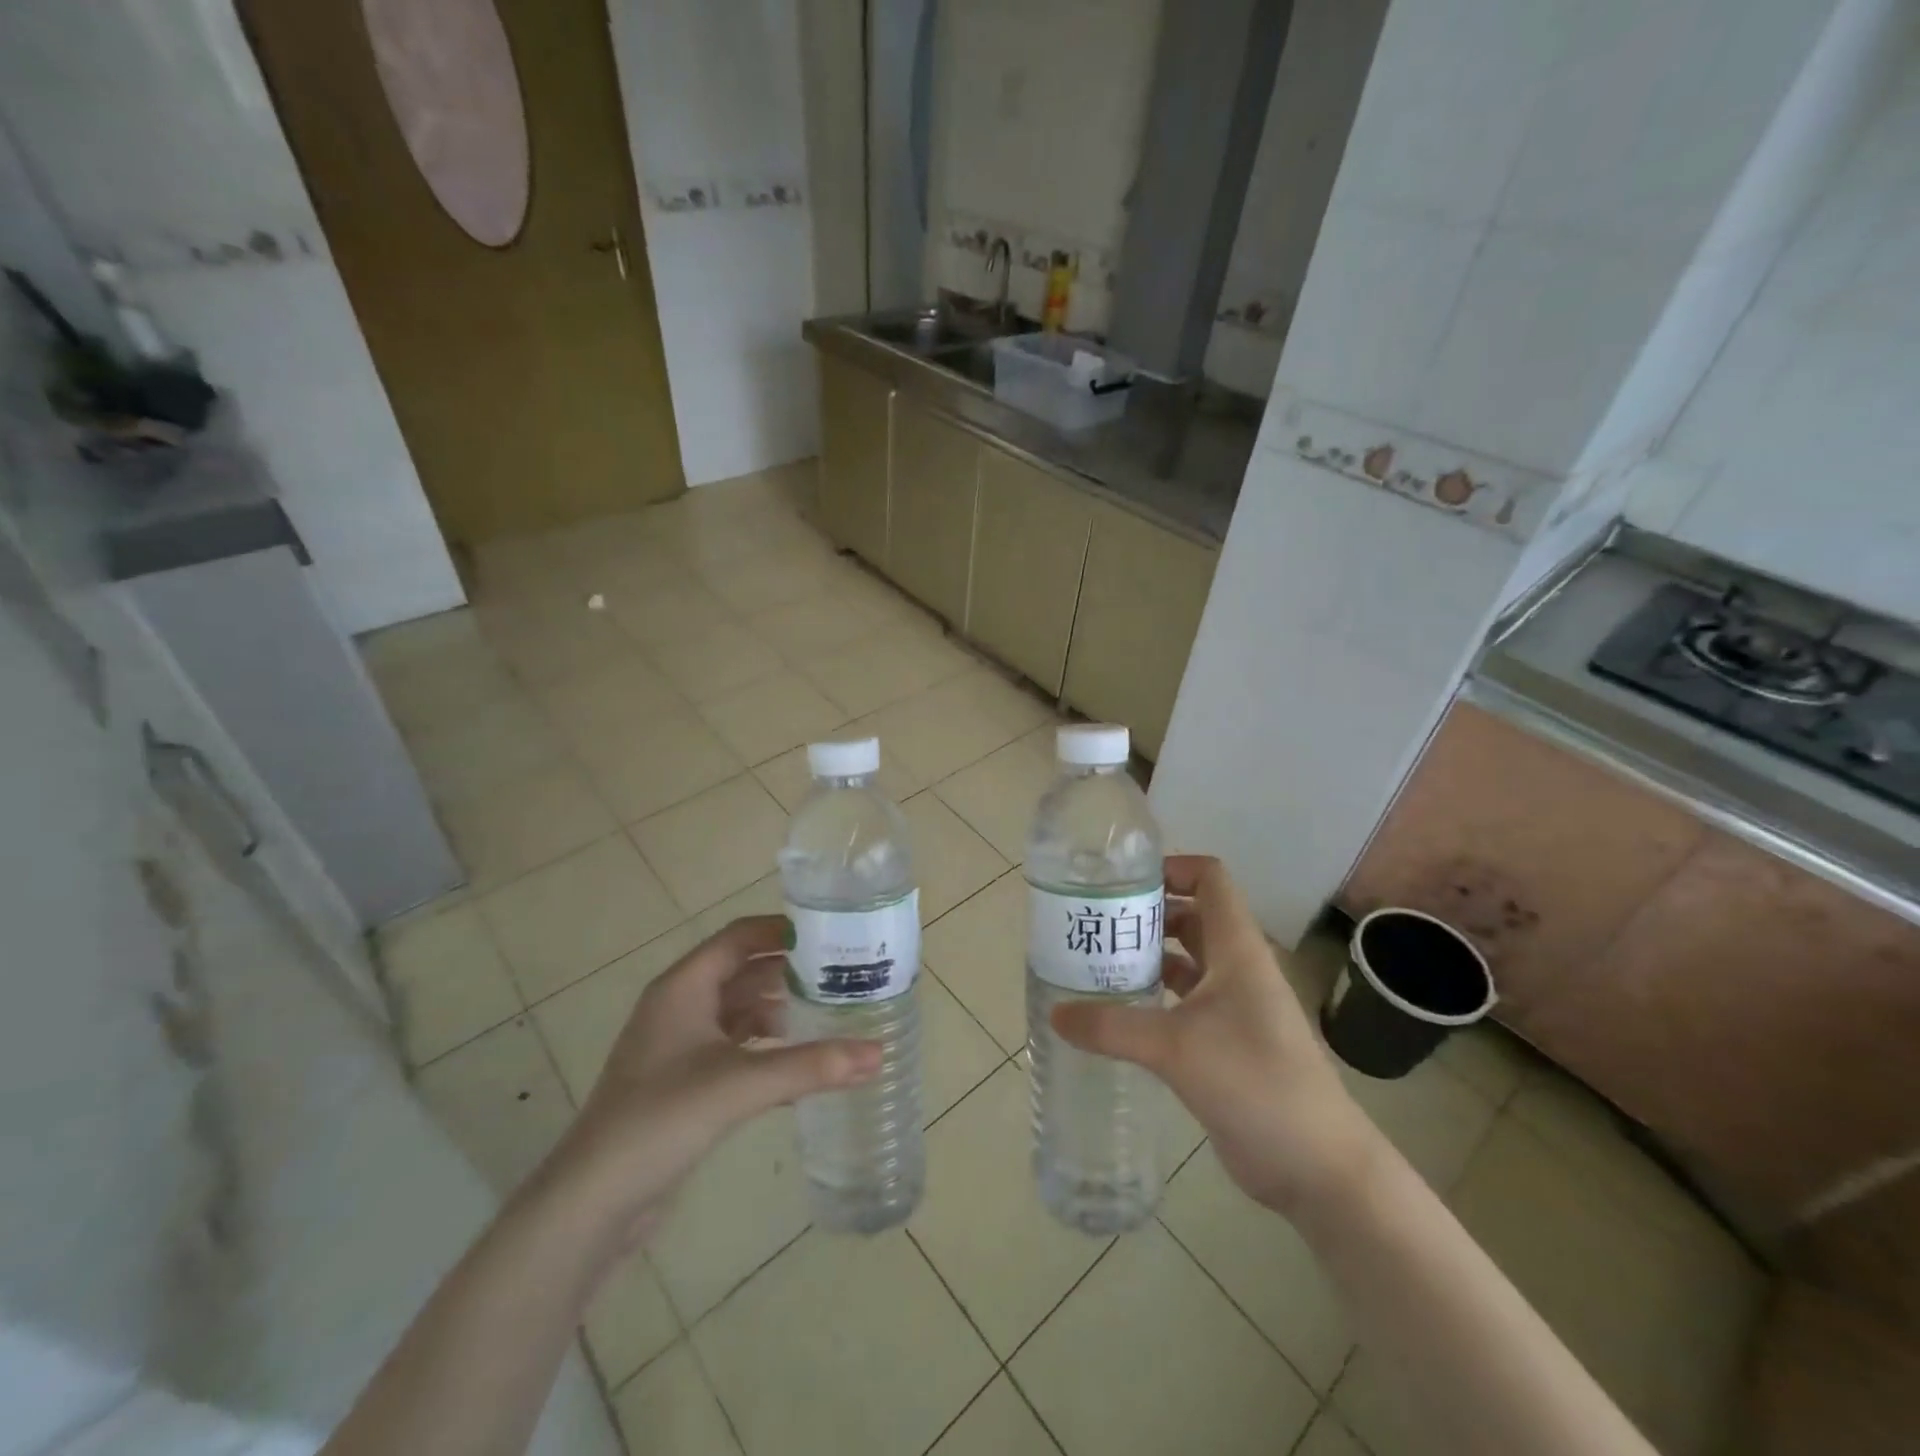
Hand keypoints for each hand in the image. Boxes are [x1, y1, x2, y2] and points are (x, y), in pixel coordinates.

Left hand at [536, 915, 881, 1247]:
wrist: (592, 1201)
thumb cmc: (660, 1119)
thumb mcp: (740, 1085)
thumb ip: (810, 1067)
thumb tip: (878, 1054)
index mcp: (684, 987)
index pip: (739, 937)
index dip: (782, 930)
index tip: (831, 934)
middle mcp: (680, 1006)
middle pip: (742, 971)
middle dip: (789, 971)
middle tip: (842, 975)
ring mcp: (679, 1045)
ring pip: (739, 1010)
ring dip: (779, 1009)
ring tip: (830, 1013)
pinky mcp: (683, 1080)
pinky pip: (734, 1046)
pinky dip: (765, 1046)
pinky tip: (799, 1063)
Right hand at [1050, 855, 1379, 1219]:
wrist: (1317, 1166)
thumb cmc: (1254, 1081)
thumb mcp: (1175, 1048)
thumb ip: (1111, 1028)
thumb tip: (1056, 1014)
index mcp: (1237, 949)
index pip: (1210, 880)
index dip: (1172, 868)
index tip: (1122, 882)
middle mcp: (1238, 968)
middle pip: (1192, 917)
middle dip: (1147, 914)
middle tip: (1096, 922)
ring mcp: (1236, 1007)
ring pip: (1188, 961)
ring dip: (1149, 955)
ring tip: (1098, 961)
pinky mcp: (1228, 1043)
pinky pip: (1186, 1002)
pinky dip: (1156, 997)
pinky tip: (1121, 1011)